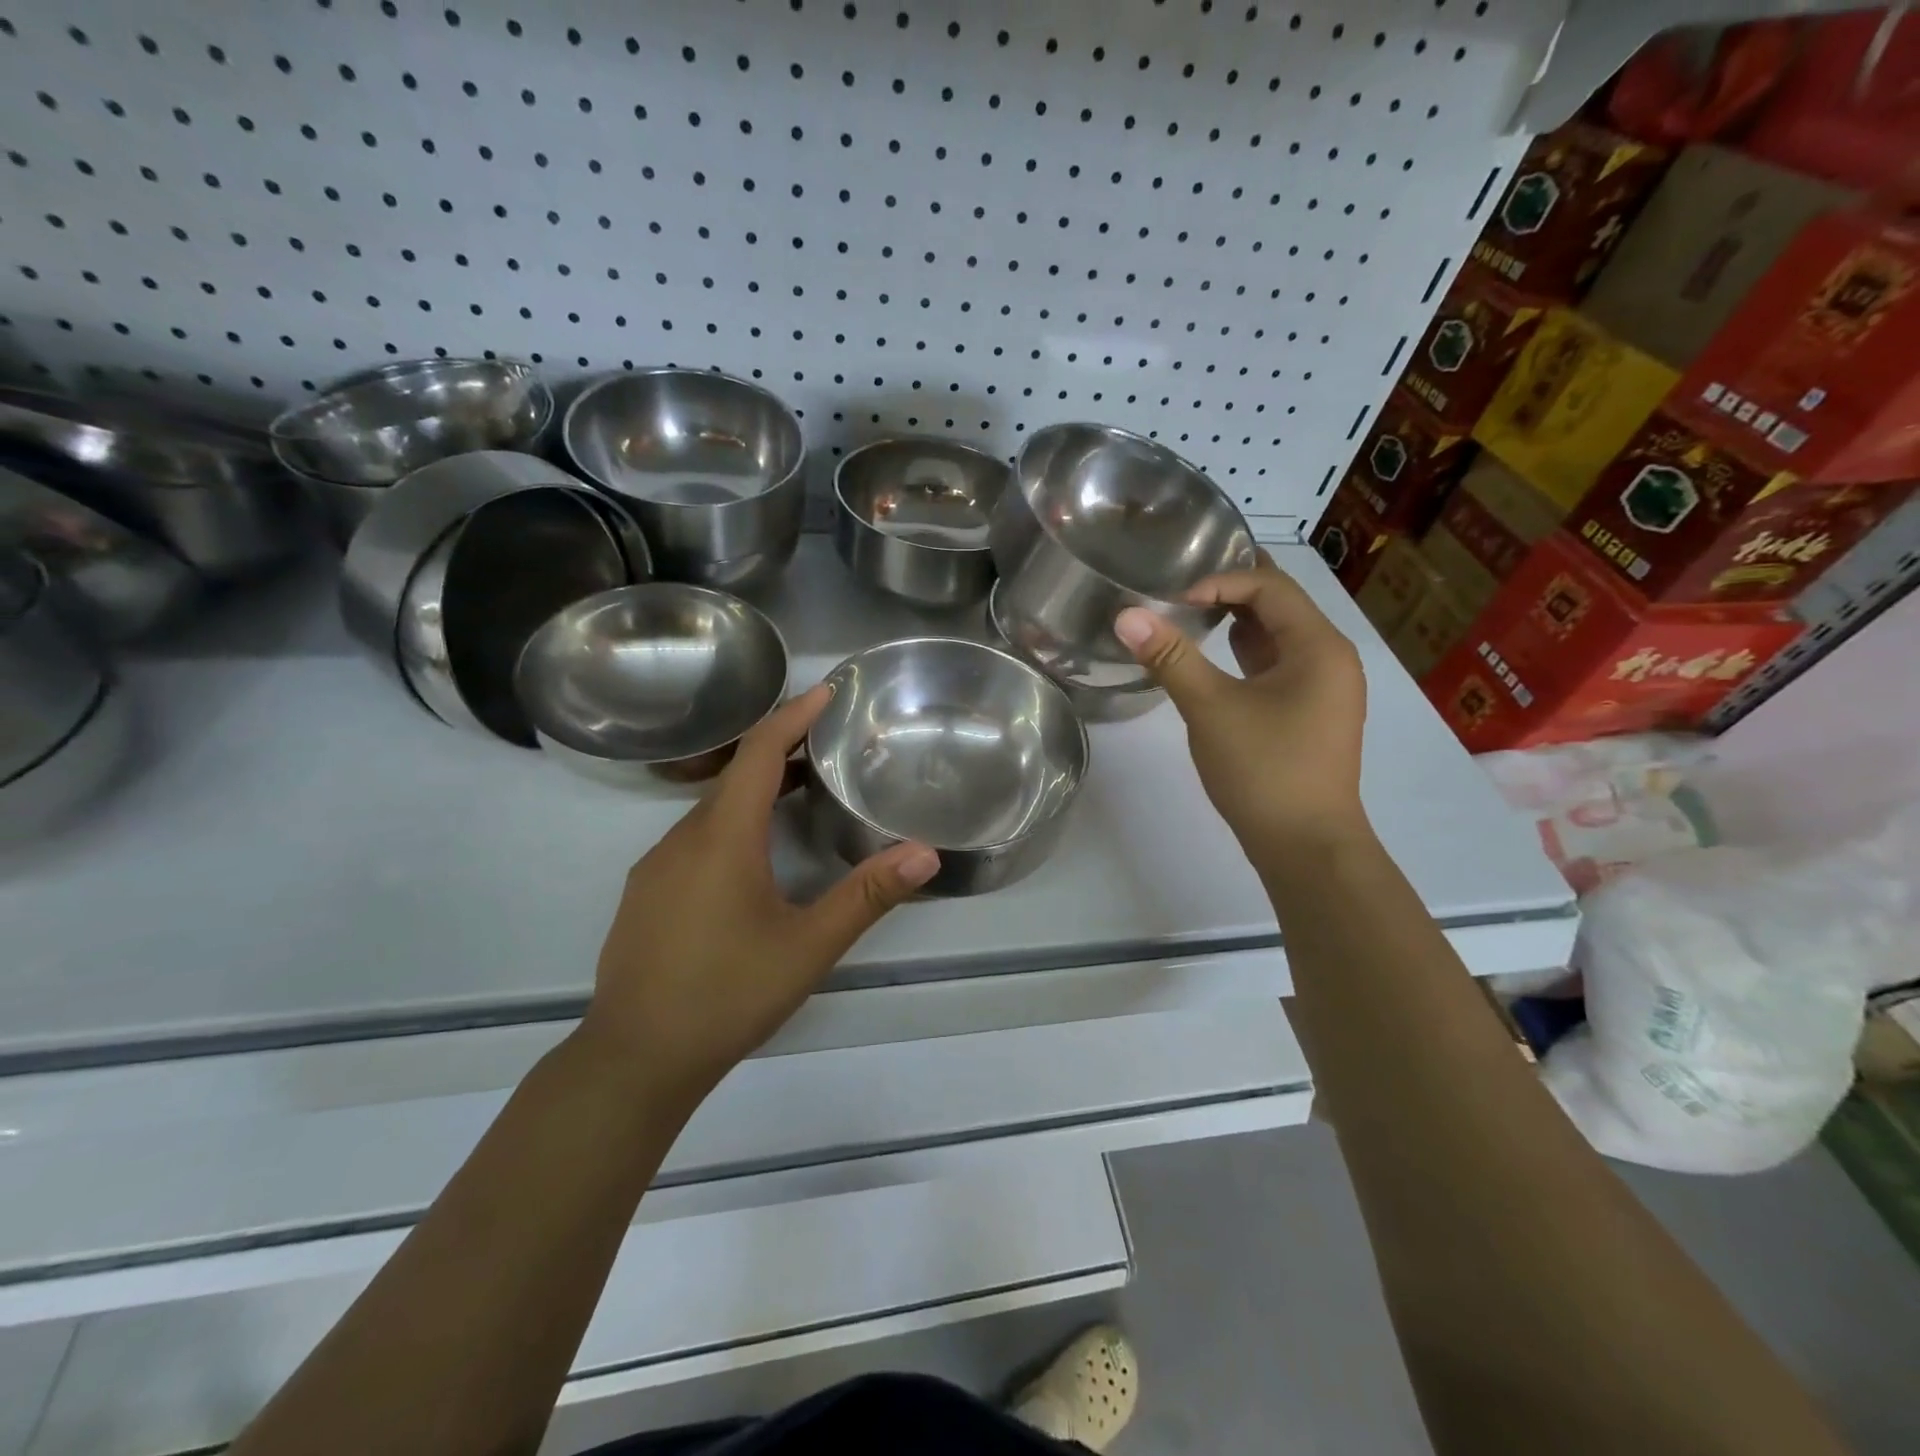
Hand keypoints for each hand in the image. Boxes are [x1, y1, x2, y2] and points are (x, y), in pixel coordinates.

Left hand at [576, 684, 938, 1102]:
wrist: (634, 1059)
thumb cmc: (726, 995)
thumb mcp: (808, 947)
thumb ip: (867, 896)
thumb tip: (926, 852)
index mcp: (722, 838)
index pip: (759, 753)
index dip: (793, 716)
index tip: (828, 691)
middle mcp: (682, 838)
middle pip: (735, 773)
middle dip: (782, 749)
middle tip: (829, 741)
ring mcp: (657, 865)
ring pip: (713, 807)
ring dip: (757, 788)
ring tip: (804, 789)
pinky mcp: (646, 892)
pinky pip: (695, 836)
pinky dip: (733, 821)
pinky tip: (756, 854)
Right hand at [1115, 554, 1369, 857]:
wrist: (1305, 846)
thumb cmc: (1264, 771)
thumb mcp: (1211, 708)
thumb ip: (1171, 657)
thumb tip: (1126, 615)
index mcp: (1319, 646)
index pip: (1270, 587)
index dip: (1220, 581)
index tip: (1172, 599)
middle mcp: (1331, 657)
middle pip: (1280, 605)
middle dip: (1230, 592)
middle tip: (1178, 587)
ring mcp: (1324, 687)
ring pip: (1278, 637)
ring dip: (1237, 623)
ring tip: (1188, 615)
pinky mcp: (1310, 712)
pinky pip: (1278, 665)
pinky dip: (1246, 654)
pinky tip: (1212, 658)